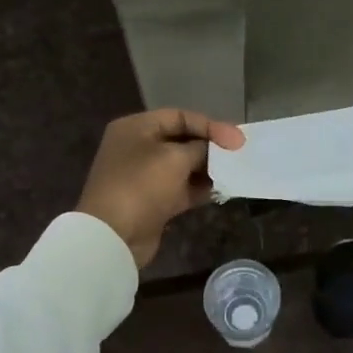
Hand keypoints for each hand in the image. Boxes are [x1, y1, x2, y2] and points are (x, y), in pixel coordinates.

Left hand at [77, 109, 244, 268]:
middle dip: (210, 147)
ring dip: (208, 169)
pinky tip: (223, 190)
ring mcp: (143, 176)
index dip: (210, 125)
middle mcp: (137, 147)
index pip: (179, 116)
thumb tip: (216, 150)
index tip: (237, 139)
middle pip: (181, 140)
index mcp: (136, 128)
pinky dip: (199, 188)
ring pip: (182, 166)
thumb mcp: (176, 158)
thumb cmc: (142, 185)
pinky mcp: (151, 201)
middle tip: (238, 155)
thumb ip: (201, 148)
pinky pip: (181, 188)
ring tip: (234, 171)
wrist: (113, 236)